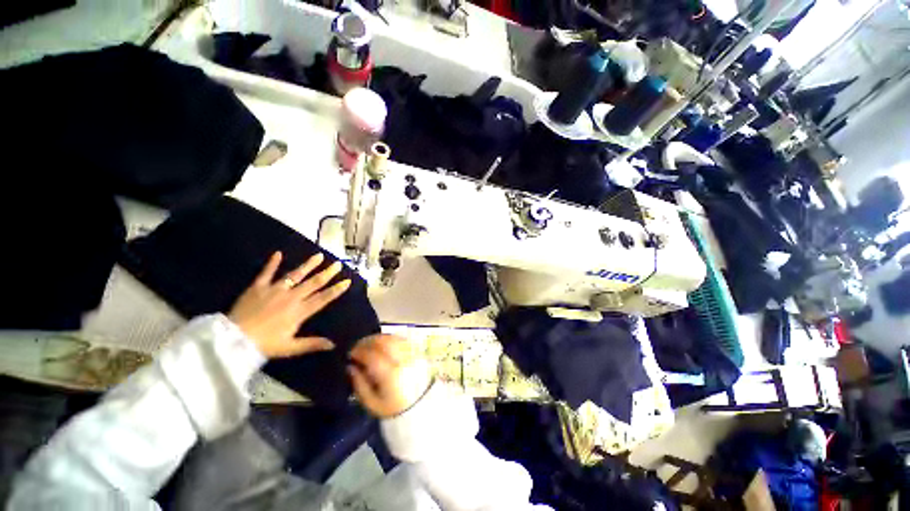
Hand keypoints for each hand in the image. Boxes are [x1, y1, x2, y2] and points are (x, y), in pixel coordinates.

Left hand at [229, 251, 350, 358]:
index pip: (323, 298)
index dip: (336, 290)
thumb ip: (312, 344)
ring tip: (319, 255)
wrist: (232, 340)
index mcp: (300, 311)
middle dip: (327, 273)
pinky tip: (278, 253)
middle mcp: (291, 297)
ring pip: (295, 274)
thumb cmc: (264, 345)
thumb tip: (333, 344)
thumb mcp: (290, 348)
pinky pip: (266, 272)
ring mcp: (275, 290)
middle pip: (313, 283)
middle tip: (338, 264)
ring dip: (308, 265)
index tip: (347, 281)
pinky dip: (272, 263)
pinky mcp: (258, 287)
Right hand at [348, 334, 432, 417]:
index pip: (373, 356)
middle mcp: (404, 361)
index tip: (350, 354)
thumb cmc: (393, 409)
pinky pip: (403, 340)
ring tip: (370, 344)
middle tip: (358, 346)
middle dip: (369, 341)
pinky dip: (392, 339)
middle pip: (385, 342)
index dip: (359, 351)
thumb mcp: (371, 403)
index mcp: (391, 375)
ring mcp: (413, 355)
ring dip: (380, 338)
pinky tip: (384, 345)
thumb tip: (350, 366)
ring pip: (395, 338)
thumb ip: (359, 384)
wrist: (420, 408)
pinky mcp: (419, 352)